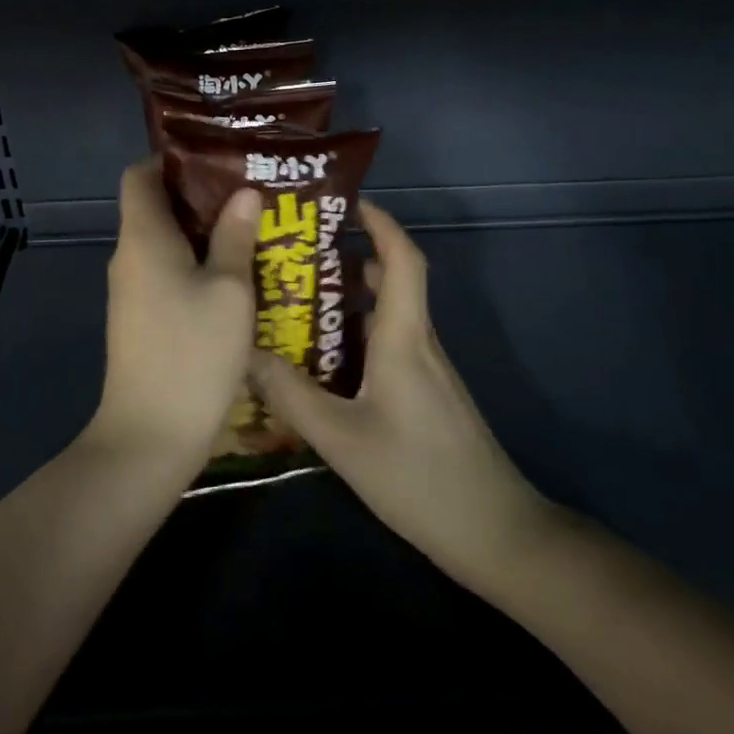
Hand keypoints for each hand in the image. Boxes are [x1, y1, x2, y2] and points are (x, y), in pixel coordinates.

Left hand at [85, 159, 261, 468]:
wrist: (151, 435)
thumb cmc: (193, 353)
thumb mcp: (229, 291)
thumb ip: (235, 237)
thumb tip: (243, 193)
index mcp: (144, 238)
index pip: (140, 175)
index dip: (172, 159)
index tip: (217, 158)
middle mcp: (129, 258)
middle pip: (156, 207)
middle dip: (201, 195)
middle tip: (251, 192)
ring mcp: (132, 292)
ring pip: (166, 244)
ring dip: (205, 233)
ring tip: (253, 228)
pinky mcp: (141, 320)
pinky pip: (167, 274)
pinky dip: (197, 265)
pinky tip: (237, 276)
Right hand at [250, 201, 555, 589]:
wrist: (491, 531)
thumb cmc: (418, 477)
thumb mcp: (341, 438)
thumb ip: (290, 395)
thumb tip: (242, 353)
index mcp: (404, 338)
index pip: (402, 260)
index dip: (380, 224)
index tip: (346, 203)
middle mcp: (419, 343)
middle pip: (391, 282)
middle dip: (350, 258)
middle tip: (297, 255)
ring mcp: (427, 371)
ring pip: (387, 317)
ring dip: (349, 301)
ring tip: (297, 302)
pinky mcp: (426, 395)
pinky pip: (388, 346)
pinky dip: (357, 337)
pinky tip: (321, 361)